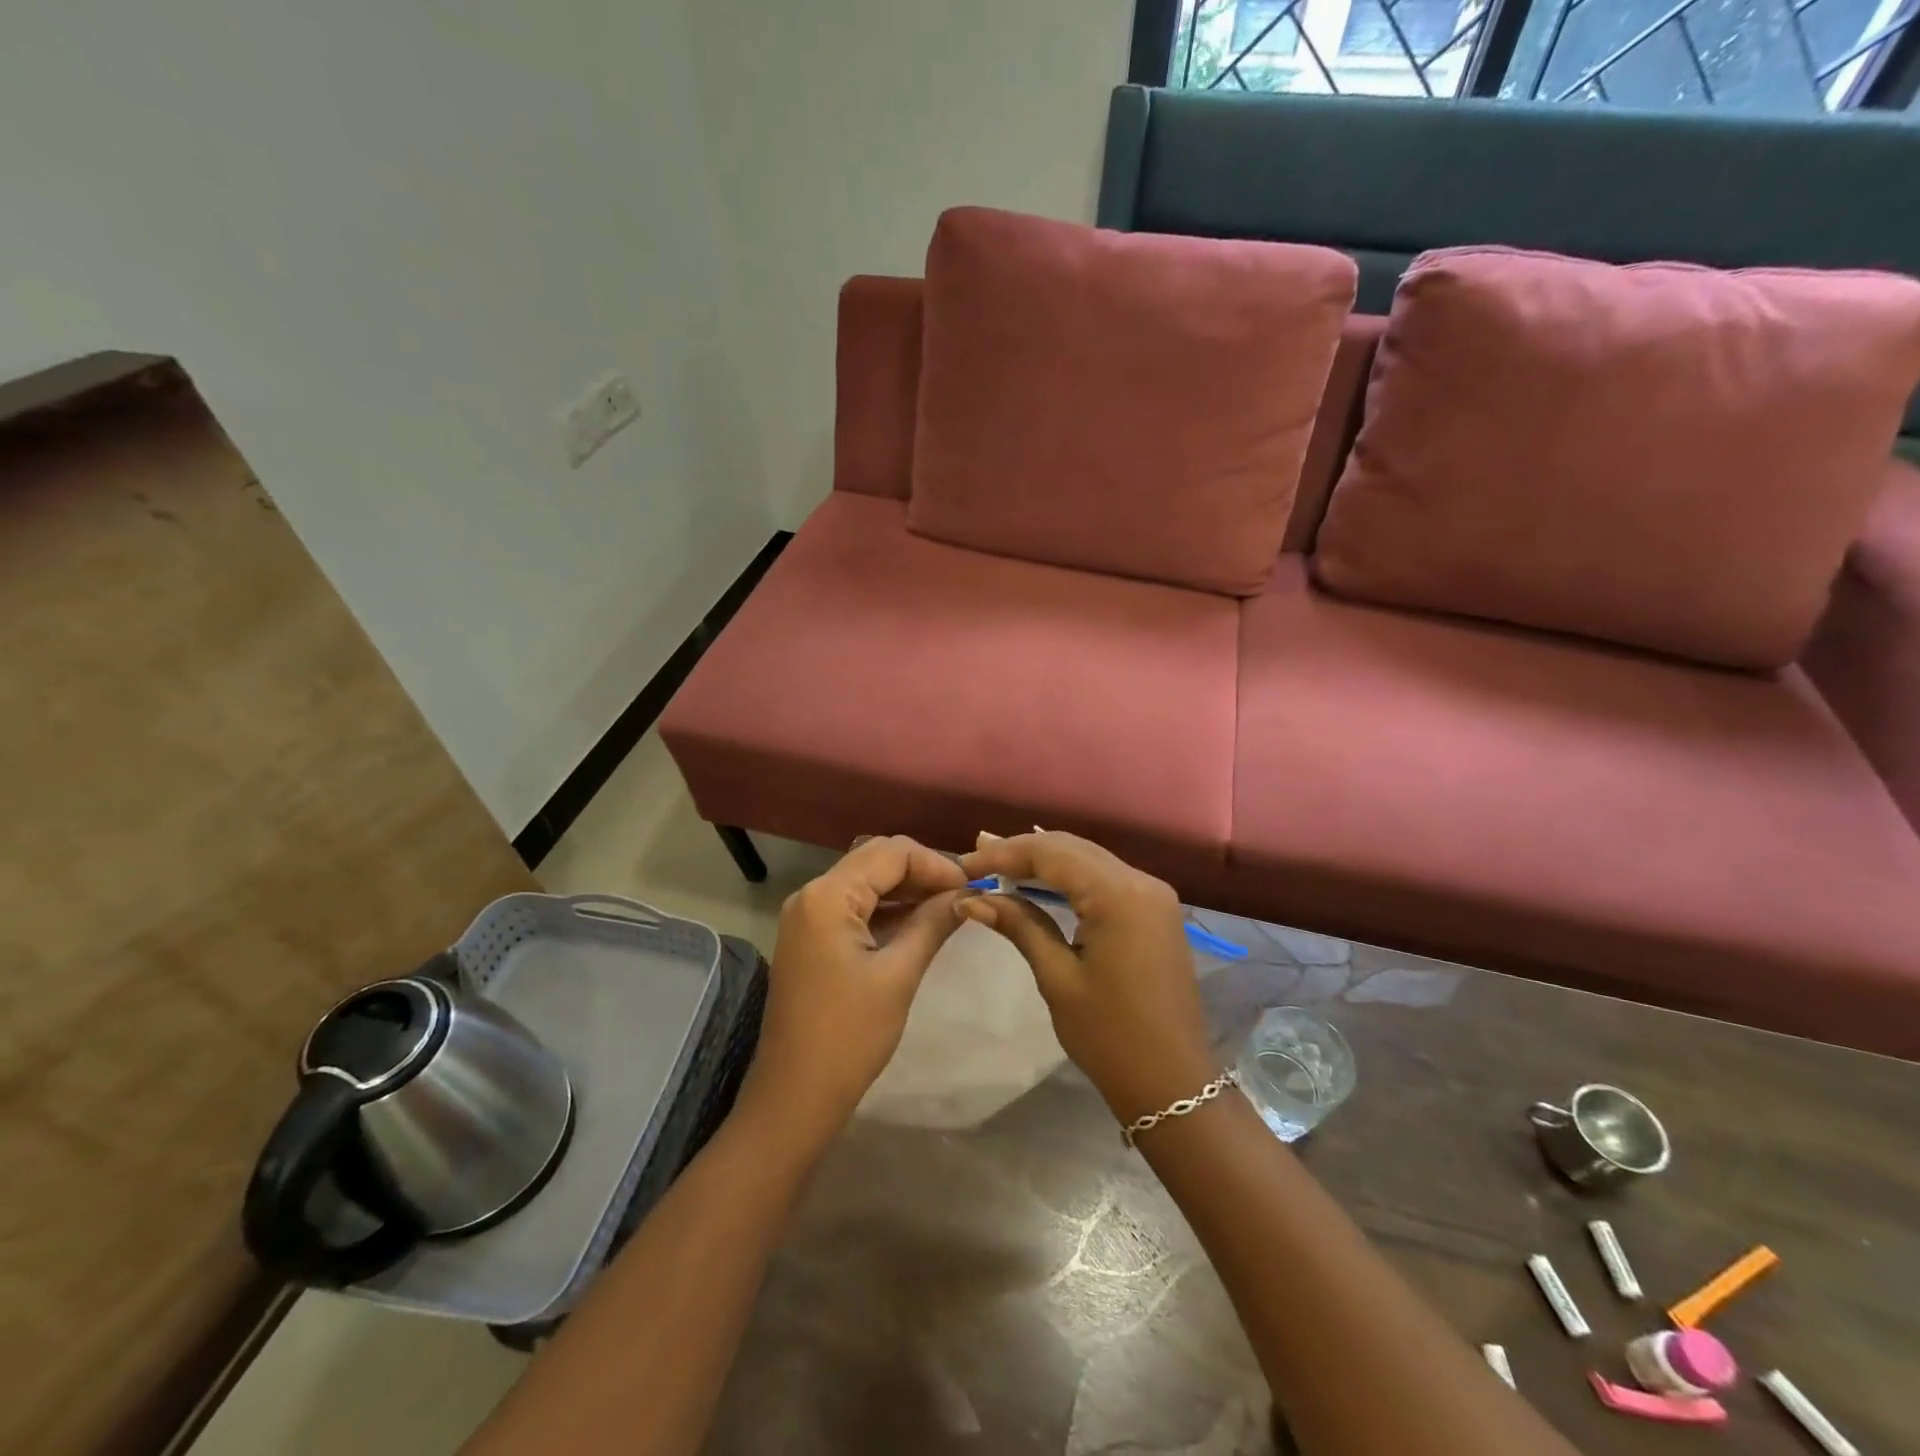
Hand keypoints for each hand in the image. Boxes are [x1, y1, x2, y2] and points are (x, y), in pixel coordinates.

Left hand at [739, 836, 967, 1147]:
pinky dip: (888, 909)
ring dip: (907, 890)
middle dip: (922, 872)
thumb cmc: (848, 1037)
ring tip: (950, 908)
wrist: (794, 1096)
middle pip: (876, 860)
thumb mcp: (898, 975)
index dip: (936, 864)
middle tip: (963, 896)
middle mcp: (812, 894)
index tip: (971, 888)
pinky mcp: (811, 938)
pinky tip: (920, 923)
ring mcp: (808, 916)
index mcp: (827, 896)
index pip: (891, 852)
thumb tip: (966, 894)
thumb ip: (932, 924)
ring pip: (866, 882)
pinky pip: (855, 907)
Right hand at [958, 832, 1215, 1125]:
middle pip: (1071, 848)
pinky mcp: (1155, 910)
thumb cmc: (1110, 1036)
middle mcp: (1142, 881)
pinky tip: (1039, 880)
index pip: (1051, 853)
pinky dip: (1069, 875)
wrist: (1172, 1083)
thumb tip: (971, 898)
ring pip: (1088, 858)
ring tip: (997, 863)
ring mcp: (1153, 894)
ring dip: (1044, 860)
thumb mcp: (1058, 978)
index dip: (1004, 854)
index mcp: (1120, 894)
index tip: (964, 866)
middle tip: (976, 859)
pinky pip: (1105, 877)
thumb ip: (1019, 926)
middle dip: (1022, 851)